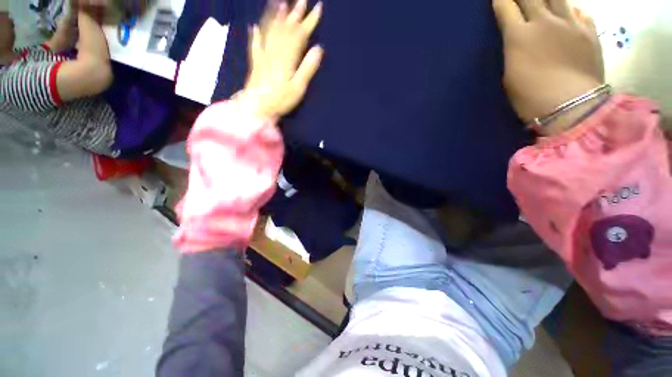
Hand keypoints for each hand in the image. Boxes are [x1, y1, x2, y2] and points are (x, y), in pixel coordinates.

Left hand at [242, 0, 323, 118]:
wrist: (257, 106)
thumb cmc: (280, 99)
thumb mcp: (298, 87)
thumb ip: (307, 68)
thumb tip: (318, 49)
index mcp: (288, 57)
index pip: (300, 34)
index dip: (309, 21)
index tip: (318, 8)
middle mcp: (275, 51)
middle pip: (286, 28)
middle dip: (295, 13)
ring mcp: (264, 55)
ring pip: (271, 31)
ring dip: (276, 17)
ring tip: (280, 3)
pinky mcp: (256, 62)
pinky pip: (255, 44)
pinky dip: (255, 35)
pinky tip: (254, 27)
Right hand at [493, 0, 604, 129]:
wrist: (571, 106)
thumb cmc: (530, 97)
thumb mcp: (509, 76)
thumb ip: (514, 51)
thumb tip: (519, 37)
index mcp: (519, 36)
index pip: (506, 8)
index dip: (500, 0)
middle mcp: (544, 22)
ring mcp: (570, 23)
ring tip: (542, 0)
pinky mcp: (588, 31)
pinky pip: (578, 10)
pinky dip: (570, 8)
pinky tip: (567, 11)